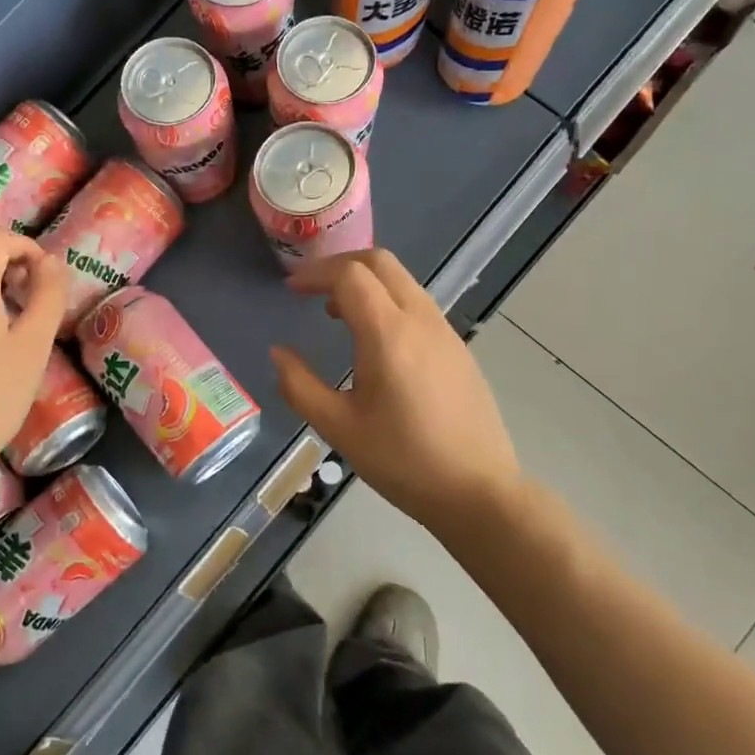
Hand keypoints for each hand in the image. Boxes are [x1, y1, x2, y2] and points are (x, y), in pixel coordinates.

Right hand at [270, 249, 523, 531]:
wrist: (476, 491)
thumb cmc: (402, 460)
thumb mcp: (338, 427)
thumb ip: (299, 385)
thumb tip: (278, 353)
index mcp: (389, 333)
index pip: (350, 275)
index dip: (315, 274)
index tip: (290, 290)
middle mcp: (421, 319)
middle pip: (380, 263)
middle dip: (340, 265)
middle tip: (311, 290)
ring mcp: (445, 331)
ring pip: (402, 281)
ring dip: (365, 283)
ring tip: (335, 316)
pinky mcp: (457, 348)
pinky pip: (417, 304)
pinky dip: (387, 301)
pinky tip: (373, 341)